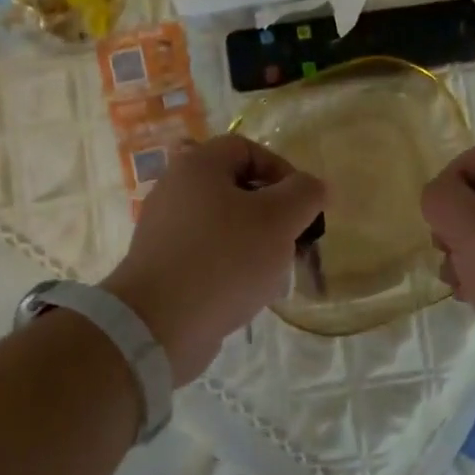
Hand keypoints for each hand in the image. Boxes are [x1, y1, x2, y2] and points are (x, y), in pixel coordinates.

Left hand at [102, 134, 325, 385]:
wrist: (160, 324)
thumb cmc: (224, 260)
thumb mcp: (278, 220)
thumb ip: (305, 194)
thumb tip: (315, 187)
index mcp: (197, 166)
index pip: (248, 149)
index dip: (283, 170)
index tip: (303, 206)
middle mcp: (175, 190)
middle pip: (236, 189)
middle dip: (273, 214)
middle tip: (293, 242)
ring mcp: (166, 230)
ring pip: (224, 225)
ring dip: (255, 244)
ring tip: (274, 273)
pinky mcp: (164, 266)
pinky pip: (207, 255)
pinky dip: (231, 267)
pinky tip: (247, 293)